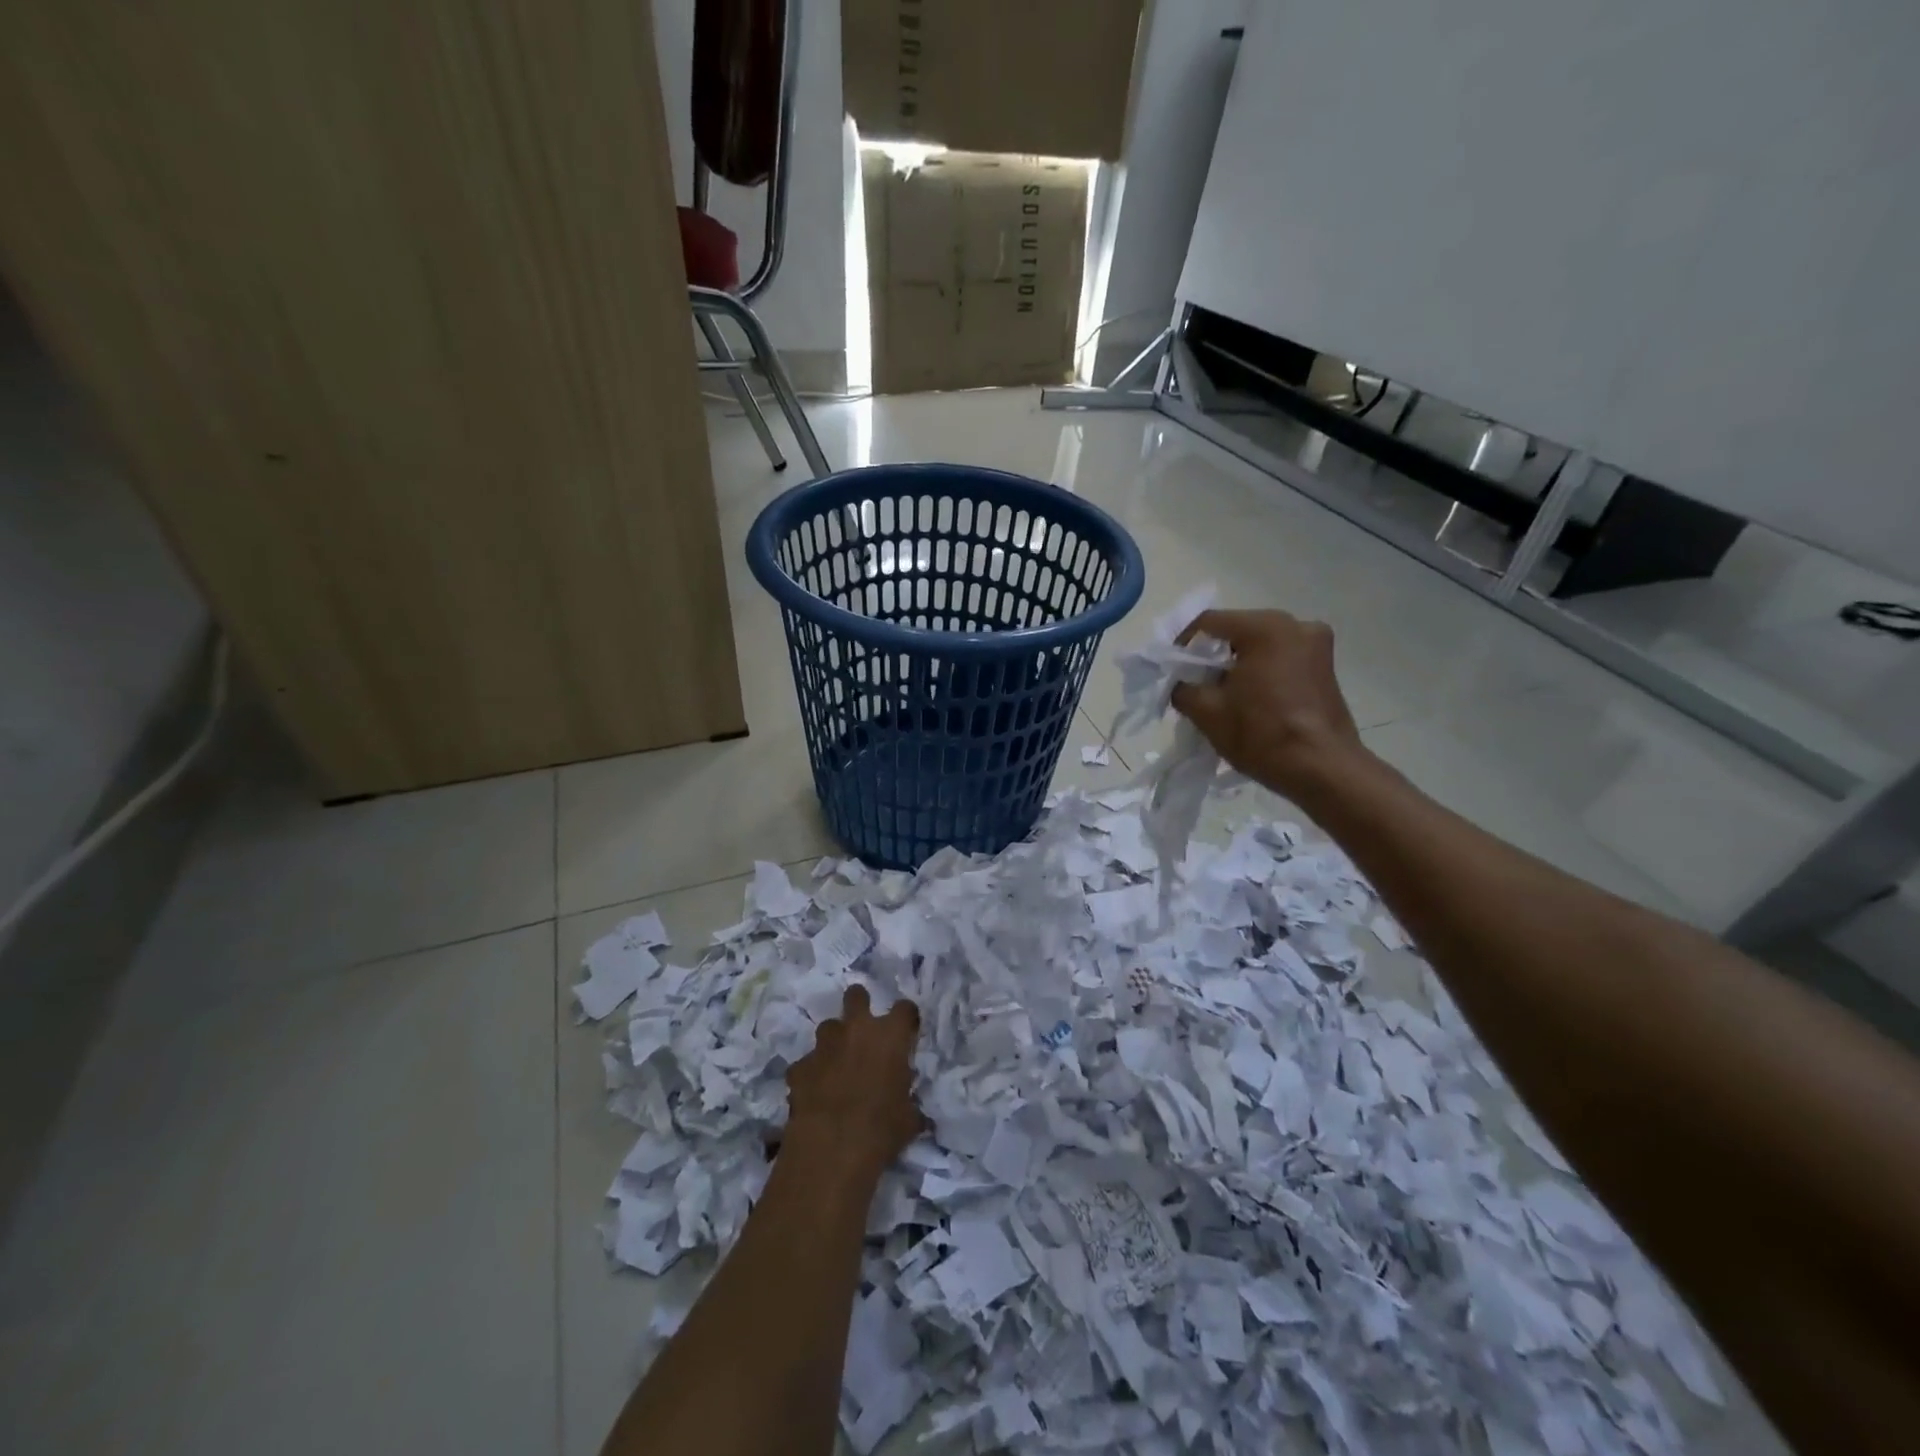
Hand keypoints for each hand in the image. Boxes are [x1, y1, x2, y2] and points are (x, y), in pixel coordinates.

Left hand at [784, 986, 922, 1177]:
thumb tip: (912, 1107)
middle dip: (859, 1005)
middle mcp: (856, 1029)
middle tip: (864, 1029)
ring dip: (834, 1041)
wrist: (830, 1149)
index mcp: (889, 1036)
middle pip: (856, 995)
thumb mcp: (908, 1118)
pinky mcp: (799, 1066)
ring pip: (828, 1027)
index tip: (906, 1033)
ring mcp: (823, 1045)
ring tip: (838, 1065)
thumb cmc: (881, 1130)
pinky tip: (815, 1093)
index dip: (906, 1019)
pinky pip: (806, 1063)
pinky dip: (811, 1073)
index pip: (904, 1009)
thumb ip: (909, 1100)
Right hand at [1171, 608, 1364, 795]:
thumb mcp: (1207, 712)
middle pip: (1237, 631)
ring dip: (1237, 665)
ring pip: (1260, 646)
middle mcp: (1296, 625)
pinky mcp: (1326, 668)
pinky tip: (1250, 700)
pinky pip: (1281, 659)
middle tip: (1194, 684)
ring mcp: (1317, 645)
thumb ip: (1182, 688)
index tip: (1172, 669)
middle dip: (1212, 655)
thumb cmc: (1261, 734)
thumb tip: (1180, 684)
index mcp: (1265, 627)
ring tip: (1221, 695)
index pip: (1209, 622)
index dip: (1182, 643)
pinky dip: (1261, 672)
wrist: (1322, 770)